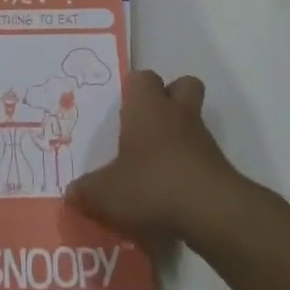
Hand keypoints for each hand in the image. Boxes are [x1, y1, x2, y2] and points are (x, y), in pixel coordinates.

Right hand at [65, 71, 251, 245]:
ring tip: (155, 165)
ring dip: (179, 135)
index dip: (134, 89)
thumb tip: (70, 193)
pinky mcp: (218, 166)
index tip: (123, 109)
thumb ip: (87, 190)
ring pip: (194, 120)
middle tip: (147, 124)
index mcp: (147, 107)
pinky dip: (189, 165)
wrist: (210, 212)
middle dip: (169, 98)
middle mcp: (177, 114)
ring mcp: (203, 139)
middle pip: (182, 85)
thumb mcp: (106, 193)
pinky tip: (172, 192)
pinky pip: (202, 155)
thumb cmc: (151, 185)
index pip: (143, 78)